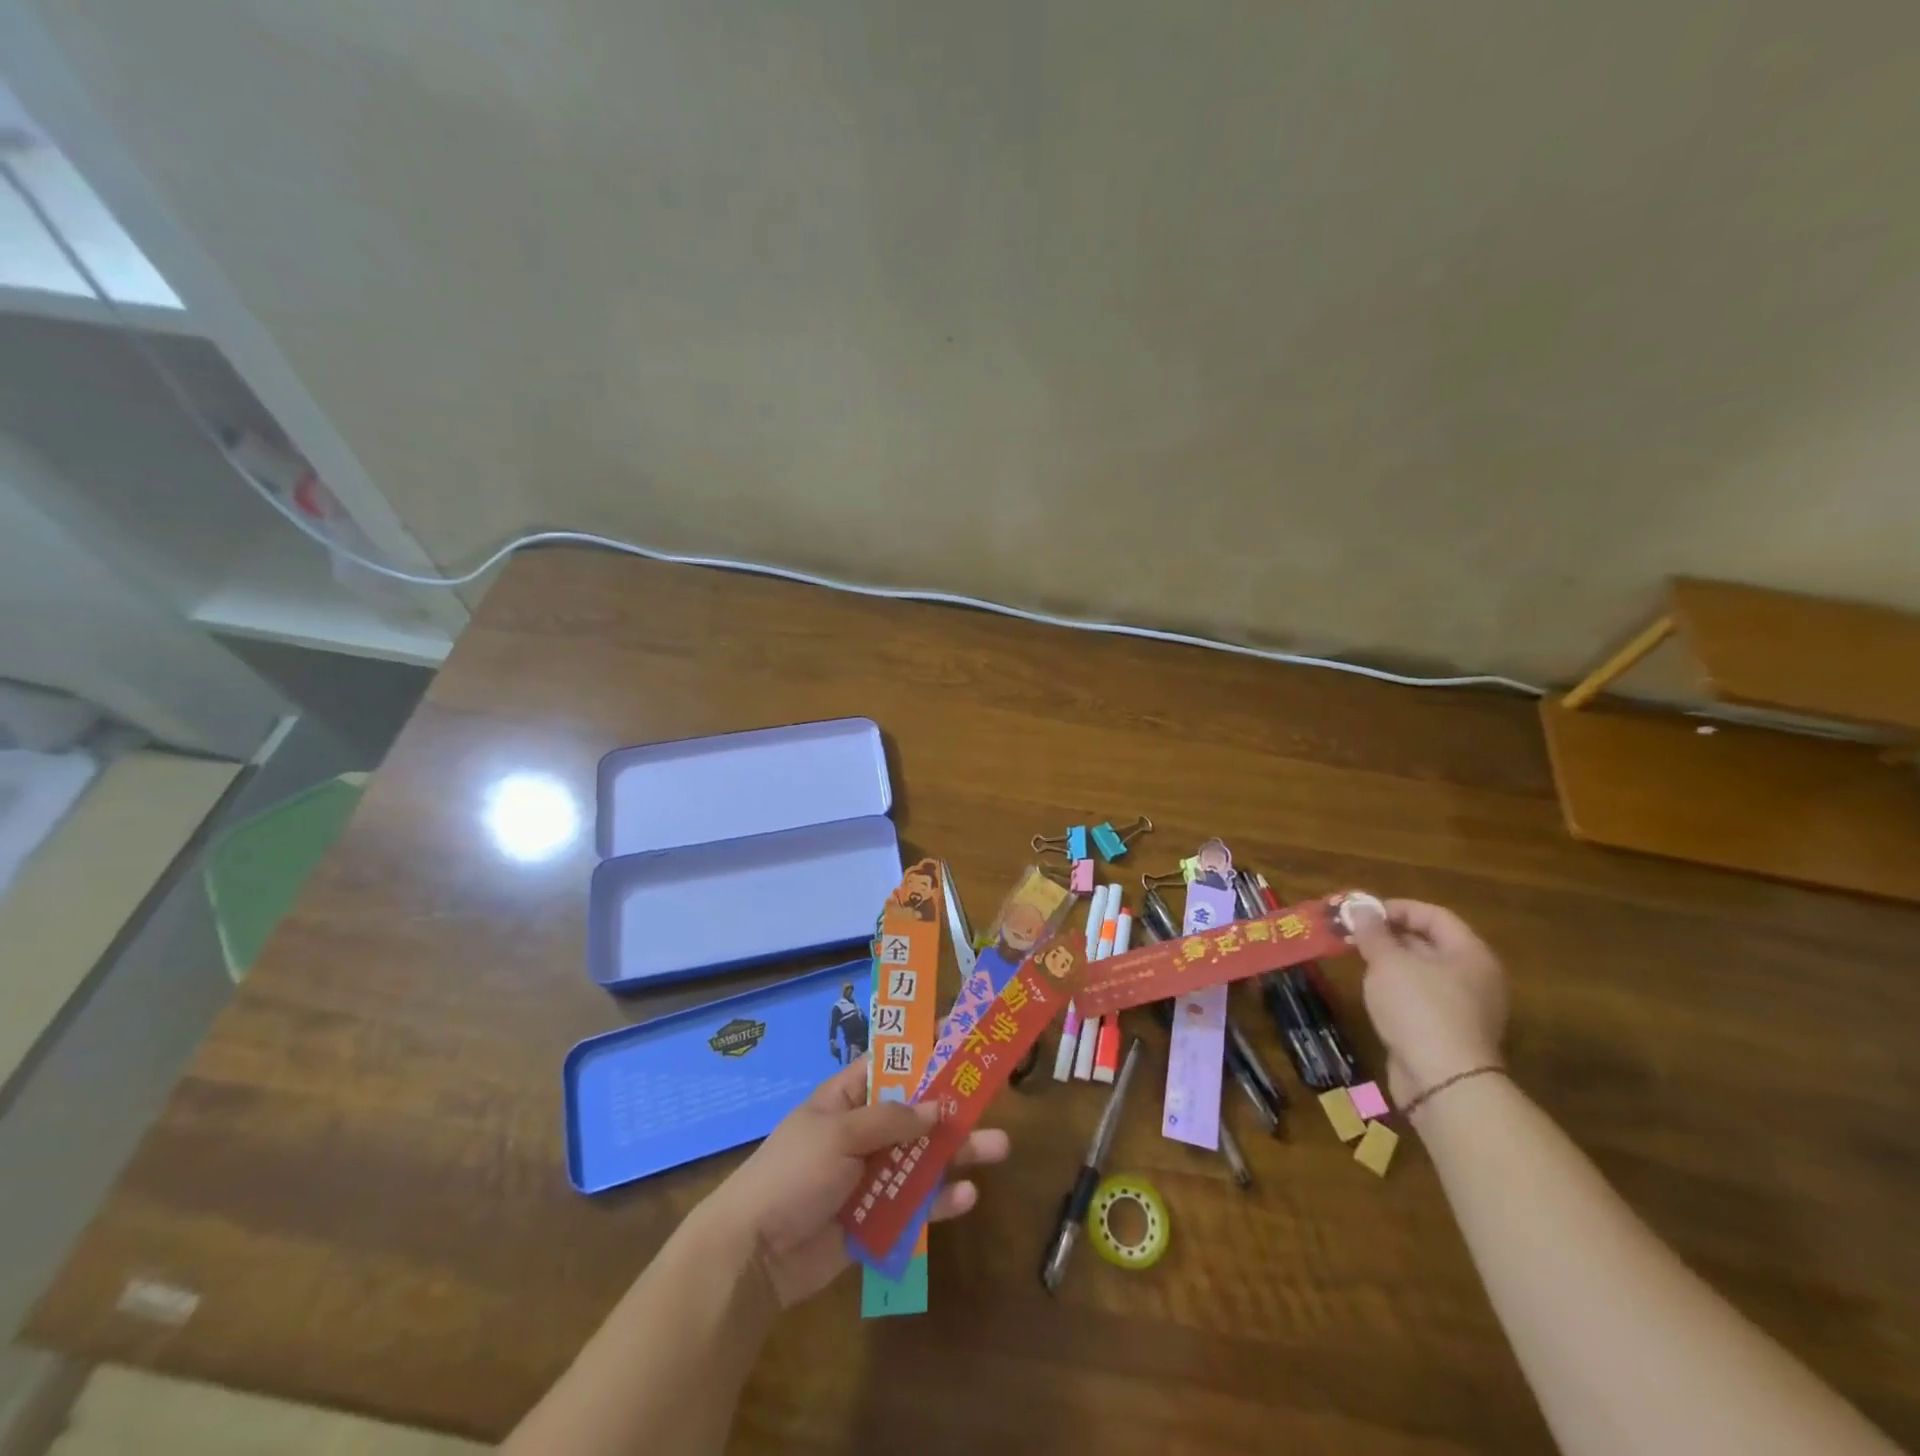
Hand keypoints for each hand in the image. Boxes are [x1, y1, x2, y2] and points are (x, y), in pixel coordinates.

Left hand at [700, 1058, 1009, 1307]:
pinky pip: (916, 1205)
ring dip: (959, 1152)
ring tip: (1000, 1147)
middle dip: (953, 1105)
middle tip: (993, 1094)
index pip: (890, 1063)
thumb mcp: (838, 1133)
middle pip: (917, 1113)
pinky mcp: (877, 1219)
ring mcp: (871, 1176)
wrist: (754, 1255)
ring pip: (924, 1158)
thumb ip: (889, 1119)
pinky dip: (941, 1201)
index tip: (959, 1031)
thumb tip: (936, 1108)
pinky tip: (967, 1196)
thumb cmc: (792, 1173)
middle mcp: (863, 1132)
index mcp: (846, 1099)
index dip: (922, 1048)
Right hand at [1346, 898, 1507, 1106]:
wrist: (1443, 1081)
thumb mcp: (1388, 962)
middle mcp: (1476, 977)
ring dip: (1392, 963)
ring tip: (1359, 961)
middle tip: (1355, 935)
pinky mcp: (1452, 1033)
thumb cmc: (1418, 1008)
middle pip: (1431, 943)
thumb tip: (1361, 909)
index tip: (1362, 913)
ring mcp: (1467, 1008)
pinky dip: (1399, 990)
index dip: (1396, 908)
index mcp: (1470, 954)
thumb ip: (1374, 933)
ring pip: (1425, 973)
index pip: (1434, 915)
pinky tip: (1375, 994)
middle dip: (1391, 936)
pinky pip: (1424, 998)